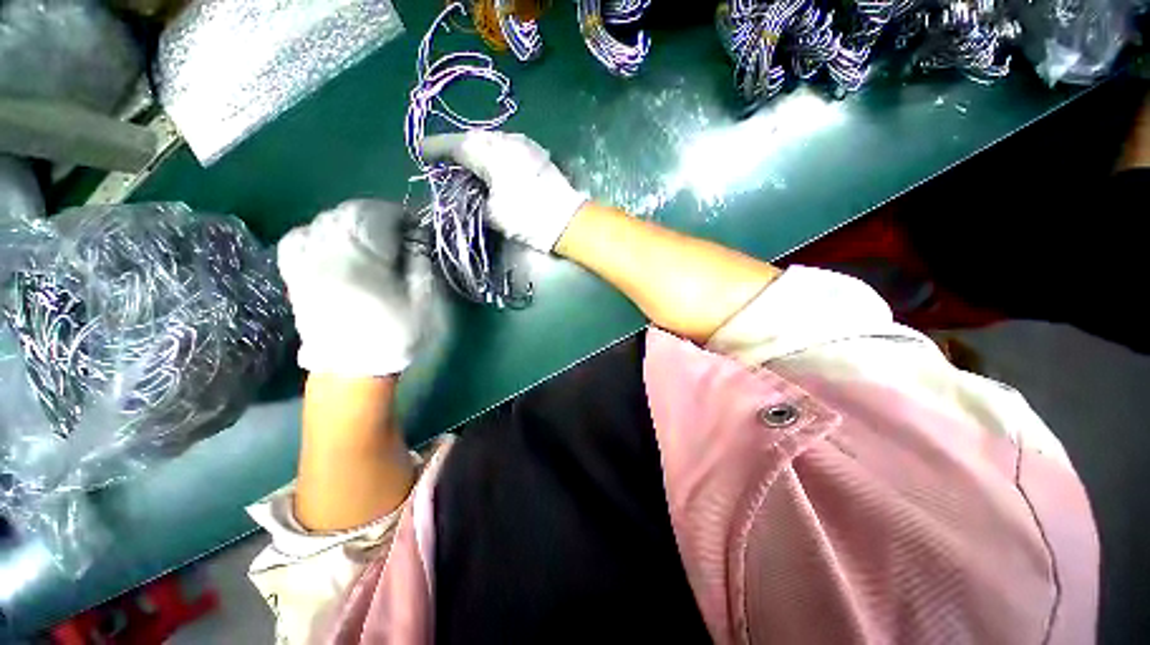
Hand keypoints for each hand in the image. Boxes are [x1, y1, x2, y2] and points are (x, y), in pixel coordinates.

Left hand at [278, 200, 432, 376]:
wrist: (352, 368)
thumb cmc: (394, 333)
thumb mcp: (421, 298)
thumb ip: (419, 261)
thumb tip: (417, 234)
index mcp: (361, 256)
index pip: (378, 214)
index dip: (400, 216)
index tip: (415, 228)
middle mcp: (328, 250)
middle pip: (349, 212)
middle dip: (377, 216)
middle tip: (398, 234)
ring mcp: (306, 260)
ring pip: (324, 220)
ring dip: (351, 221)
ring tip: (369, 238)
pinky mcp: (294, 273)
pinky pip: (298, 237)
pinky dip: (318, 231)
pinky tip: (333, 242)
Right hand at [422, 131, 587, 252]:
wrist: (566, 220)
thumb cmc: (527, 218)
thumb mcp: (492, 214)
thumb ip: (474, 197)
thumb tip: (468, 190)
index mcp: (491, 153)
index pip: (455, 145)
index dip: (436, 148)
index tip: (420, 151)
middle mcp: (506, 141)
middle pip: (474, 138)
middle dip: (457, 147)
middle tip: (444, 159)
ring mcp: (524, 145)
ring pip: (492, 140)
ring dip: (477, 149)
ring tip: (467, 162)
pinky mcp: (536, 153)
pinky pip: (508, 146)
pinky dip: (495, 153)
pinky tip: (493, 164)